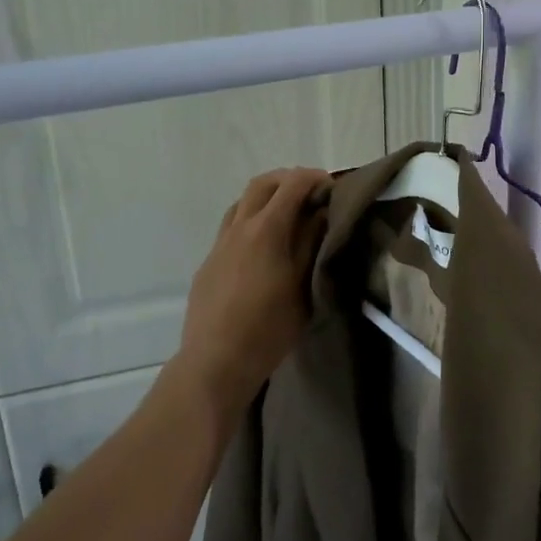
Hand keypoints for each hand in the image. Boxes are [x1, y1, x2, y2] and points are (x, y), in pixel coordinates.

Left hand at [172, 168, 329, 422]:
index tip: (331, 189)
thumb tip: (320, 213)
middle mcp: (239, 227)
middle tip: (311, 195)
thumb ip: (311, 244)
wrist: (215, 362)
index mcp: (266, 230)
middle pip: (262, 184)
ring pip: (241, 203)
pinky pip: (231, 227)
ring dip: (266, 198)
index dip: (314, 178)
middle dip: (288, 180)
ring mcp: (219, 244)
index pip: (292, 184)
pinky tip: (264, 247)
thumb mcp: (303, 286)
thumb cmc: (269, 328)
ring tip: (287, 217)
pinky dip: (252, 221)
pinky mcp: (208, 262)